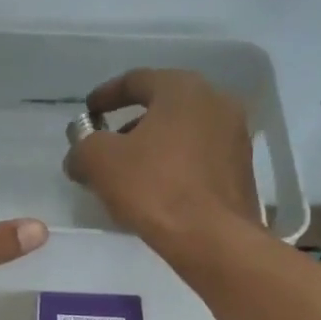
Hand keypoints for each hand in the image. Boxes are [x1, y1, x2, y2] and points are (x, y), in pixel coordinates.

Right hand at [63, 69, 261, 254]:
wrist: (214, 239)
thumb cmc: (156, 189)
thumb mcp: (101, 163)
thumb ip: (83, 149)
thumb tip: (79, 155)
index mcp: (183, 89)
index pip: (137, 80)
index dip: (106, 95)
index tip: (89, 112)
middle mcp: (216, 102)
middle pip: (163, 107)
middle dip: (131, 126)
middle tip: (107, 147)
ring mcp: (234, 137)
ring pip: (182, 134)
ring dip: (153, 148)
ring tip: (129, 176)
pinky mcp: (240, 171)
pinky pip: (198, 159)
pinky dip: (174, 167)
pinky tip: (158, 193)